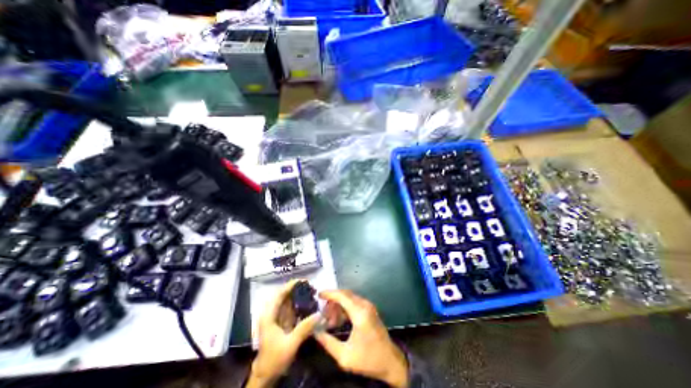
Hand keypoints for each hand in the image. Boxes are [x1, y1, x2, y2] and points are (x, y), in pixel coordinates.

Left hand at [248, 279, 319, 387]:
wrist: (266, 376)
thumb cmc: (274, 359)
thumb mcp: (290, 343)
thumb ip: (304, 328)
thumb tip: (319, 314)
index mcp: (269, 316)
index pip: (279, 295)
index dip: (290, 286)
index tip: (303, 280)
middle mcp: (271, 314)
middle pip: (283, 296)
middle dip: (296, 290)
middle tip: (310, 286)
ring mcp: (276, 319)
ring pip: (287, 302)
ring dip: (298, 296)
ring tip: (311, 292)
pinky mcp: (281, 324)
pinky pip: (290, 310)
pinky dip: (298, 305)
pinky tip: (307, 304)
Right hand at [315, 289, 405, 385]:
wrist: (390, 362)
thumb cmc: (368, 359)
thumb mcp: (344, 356)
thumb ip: (328, 342)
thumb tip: (315, 330)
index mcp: (360, 313)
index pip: (342, 296)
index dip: (329, 293)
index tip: (318, 295)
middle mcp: (365, 305)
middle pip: (345, 294)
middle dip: (332, 301)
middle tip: (323, 313)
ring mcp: (368, 306)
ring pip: (349, 298)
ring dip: (338, 305)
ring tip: (330, 320)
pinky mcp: (369, 309)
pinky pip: (354, 302)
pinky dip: (344, 307)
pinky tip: (339, 320)